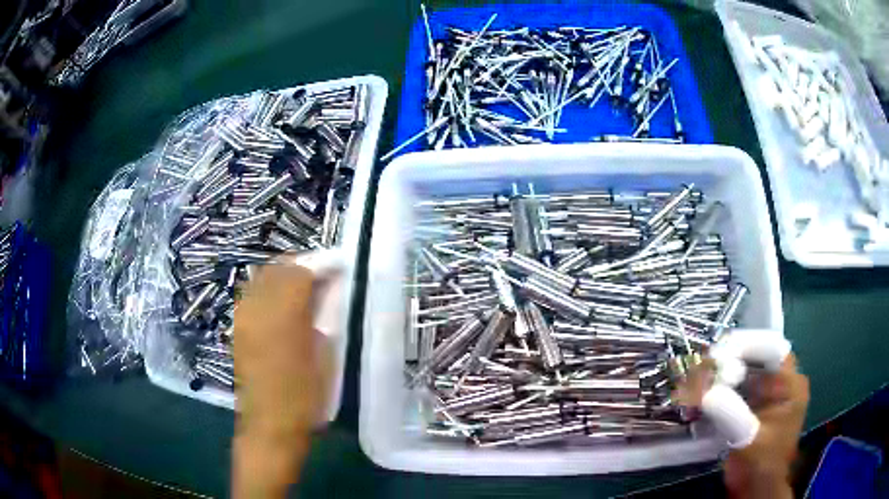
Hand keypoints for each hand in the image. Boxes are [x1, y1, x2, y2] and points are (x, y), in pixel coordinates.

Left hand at [232, 263, 333, 498]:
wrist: (270, 425)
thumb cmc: (305, 397)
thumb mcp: (325, 357)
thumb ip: (325, 318)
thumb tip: (330, 290)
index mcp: (283, 317)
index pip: (301, 273)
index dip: (321, 264)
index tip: (339, 266)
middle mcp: (258, 309)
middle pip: (278, 268)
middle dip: (302, 264)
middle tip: (324, 273)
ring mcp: (243, 317)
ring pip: (262, 277)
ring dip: (285, 274)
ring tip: (305, 285)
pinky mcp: (238, 327)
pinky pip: (253, 293)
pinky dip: (270, 288)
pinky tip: (284, 302)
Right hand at [676, 354, 809, 498]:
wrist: (754, 490)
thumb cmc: (761, 466)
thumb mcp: (750, 441)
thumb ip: (733, 415)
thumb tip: (706, 392)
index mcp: (791, 384)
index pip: (773, 348)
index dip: (748, 345)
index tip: (719, 355)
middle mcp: (779, 381)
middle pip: (755, 355)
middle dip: (729, 358)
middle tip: (702, 368)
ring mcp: (764, 392)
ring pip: (742, 368)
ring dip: (719, 372)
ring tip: (695, 380)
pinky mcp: (748, 404)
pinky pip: (732, 386)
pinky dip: (715, 387)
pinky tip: (698, 393)